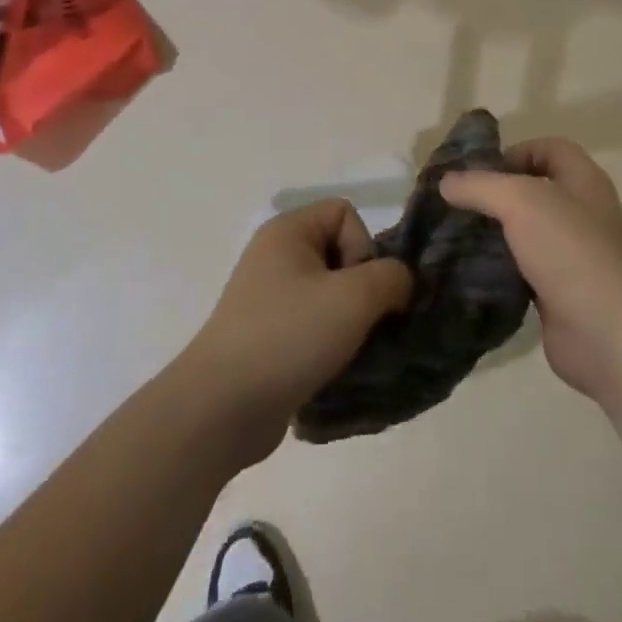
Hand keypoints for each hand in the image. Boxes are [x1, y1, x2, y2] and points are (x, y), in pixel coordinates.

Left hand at [179, 200, 413, 464]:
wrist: (221, 408)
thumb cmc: (289, 336)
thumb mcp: (355, 298)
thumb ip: (392, 277)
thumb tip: (400, 283)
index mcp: (288, 231)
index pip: (345, 213)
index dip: (363, 246)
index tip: (358, 289)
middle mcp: (275, 256)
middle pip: (341, 253)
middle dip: (361, 289)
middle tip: (358, 323)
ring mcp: (268, 298)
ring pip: (330, 293)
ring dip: (350, 321)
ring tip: (349, 351)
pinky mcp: (267, 335)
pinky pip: (313, 324)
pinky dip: (330, 343)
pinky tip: (332, 369)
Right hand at [441, 139, 621, 403]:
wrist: (608, 334)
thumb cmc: (570, 251)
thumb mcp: (520, 202)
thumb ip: (481, 186)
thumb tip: (446, 182)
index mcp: (583, 181)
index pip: (549, 149)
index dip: (515, 151)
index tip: (478, 172)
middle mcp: (581, 213)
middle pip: (533, 191)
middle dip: (494, 195)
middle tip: (454, 205)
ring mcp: (571, 255)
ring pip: (524, 233)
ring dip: (492, 234)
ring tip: (452, 237)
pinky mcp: (557, 292)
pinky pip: (521, 270)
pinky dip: (497, 270)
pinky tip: (468, 273)